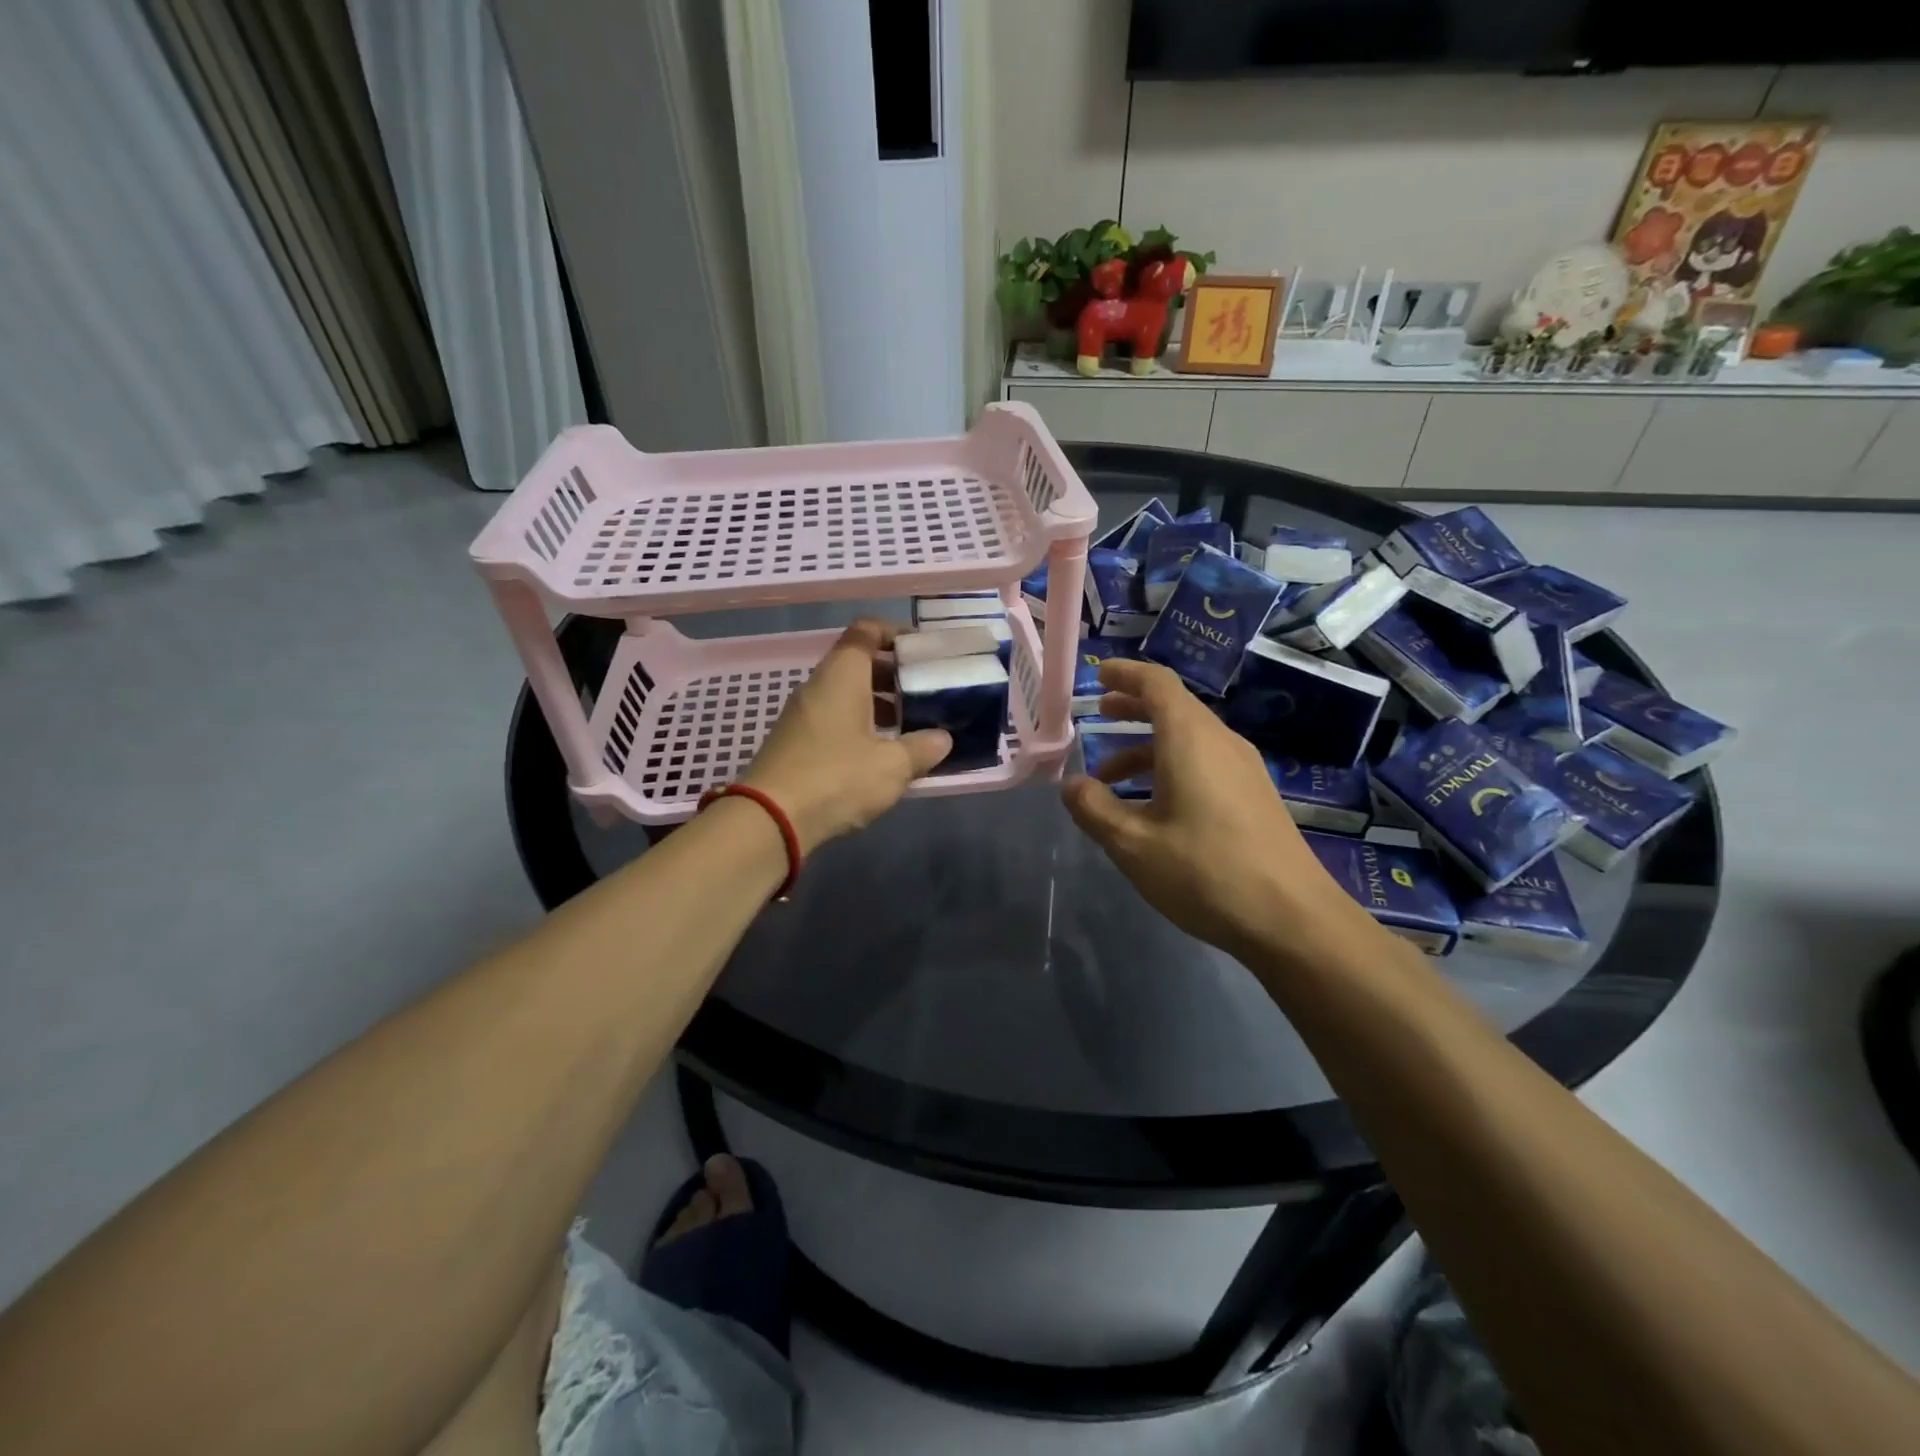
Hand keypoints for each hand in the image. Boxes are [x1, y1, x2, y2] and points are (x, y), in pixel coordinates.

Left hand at [739, 619, 950, 853]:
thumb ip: (921, 748)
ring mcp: (802, 714)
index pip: (866, 631)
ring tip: (909, 727)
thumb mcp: (892, 766)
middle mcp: (819, 686)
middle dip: (893, 674)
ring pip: (846, 694)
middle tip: (925, 693)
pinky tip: (879, 755)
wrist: (770, 819)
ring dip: (878, 704)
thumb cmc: (837, 778)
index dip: (895, 633)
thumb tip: (943, 739)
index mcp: (842, 675)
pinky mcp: (795, 742)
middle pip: (858, 663)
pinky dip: (859, 725)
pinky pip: (833, 719)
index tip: (922, 651)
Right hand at [1061, 659, 1377, 967]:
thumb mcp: (1133, 844)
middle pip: (1174, 707)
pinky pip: (1204, 762)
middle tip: (1099, 712)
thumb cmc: (1205, 872)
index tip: (1098, 675)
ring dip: (1146, 747)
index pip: (1157, 683)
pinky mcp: (1254, 796)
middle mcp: (1220, 742)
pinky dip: (1170, 767)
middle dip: (1133, 707)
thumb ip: (1094, 809)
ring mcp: (1243, 769)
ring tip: (1109, 777)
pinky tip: (1152, 807)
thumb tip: (1071, 785)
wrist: (1293, 919)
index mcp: (1190, 739)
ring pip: (1188, 739)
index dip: (1125, 674)